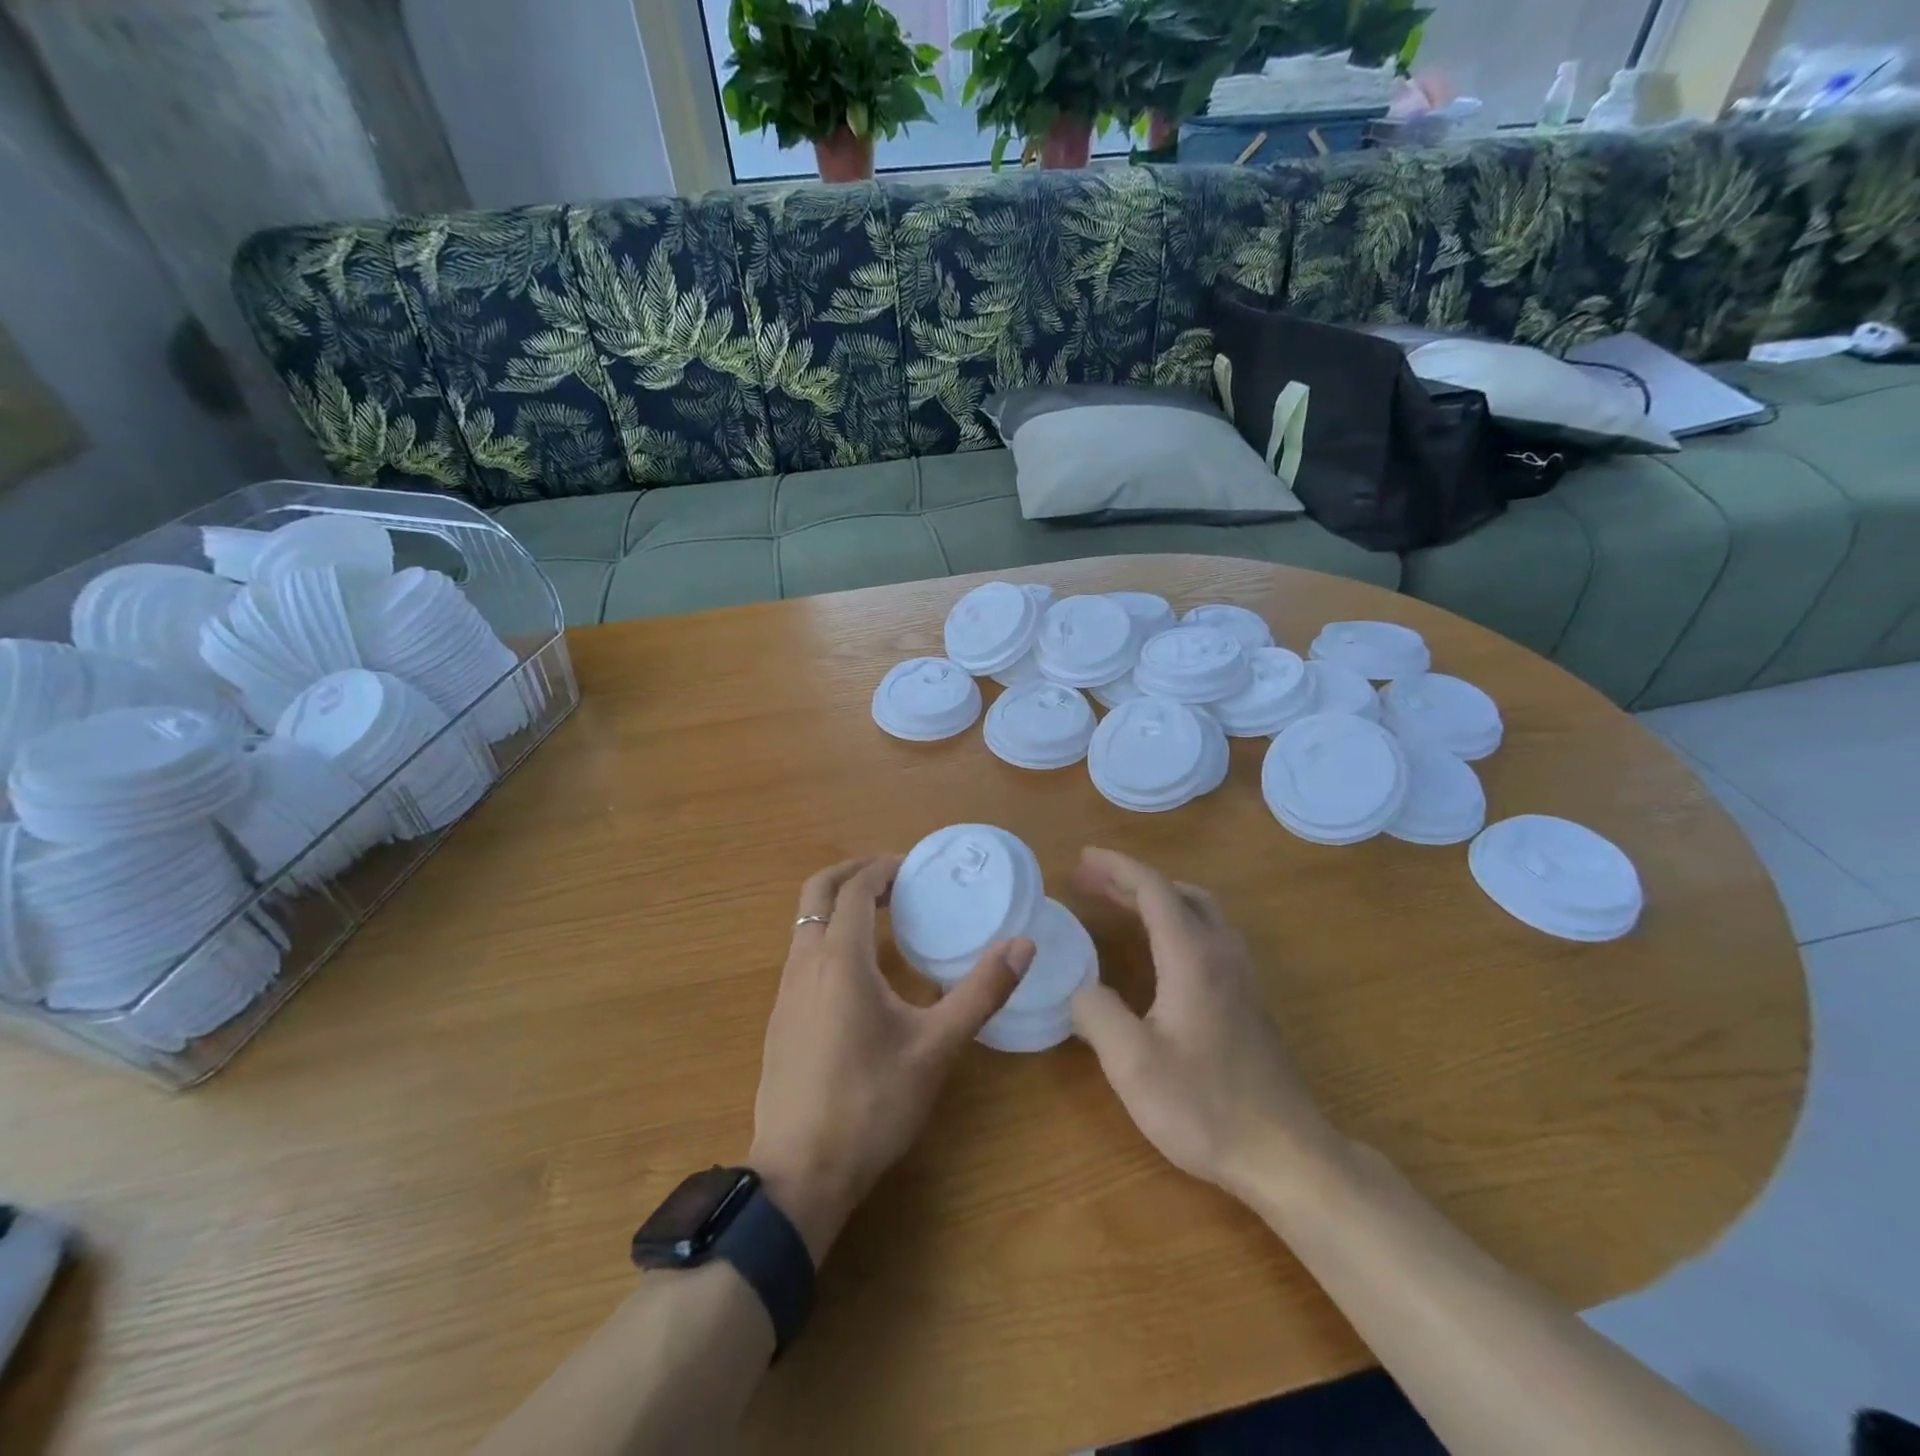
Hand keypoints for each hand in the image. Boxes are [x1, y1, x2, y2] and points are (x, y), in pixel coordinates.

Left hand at [749, 856, 1034, 1263]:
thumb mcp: (936, 1048)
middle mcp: (805, 963)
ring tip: (882, 917)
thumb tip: (1023, 945)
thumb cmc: (871, 1104)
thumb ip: (980, 993)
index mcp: (840, 959)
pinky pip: (802, 952)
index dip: (883, 869)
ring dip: (839, 905)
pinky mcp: (780, 1018)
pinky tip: (859, 972)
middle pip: (818, 891)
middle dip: (853, 873)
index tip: (914, 867)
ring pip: (805, 922)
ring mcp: (786, 991)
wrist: (799, 1173)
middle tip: (894, 879)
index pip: (855, 889)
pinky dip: (828, 935)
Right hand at [1069, 848, 1336, 1198]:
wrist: (1286, 1154)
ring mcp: (1242, 977)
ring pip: (1200, 912)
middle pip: (1178, 893)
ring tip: (1120, 904)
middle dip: (1131, 879)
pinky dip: (1176, 921)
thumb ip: (1096, 1015)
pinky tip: (1160, 950)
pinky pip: (1210, 935)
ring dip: (1158, 898)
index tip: (1081, 859)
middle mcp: (1222, 954)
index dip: (1116, 868)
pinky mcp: (1249, 1000)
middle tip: (1089, 880)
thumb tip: (1081, 989)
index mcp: (1193, 958)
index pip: (1153, 889)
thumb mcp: (1133, 1064)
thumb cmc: (1205, 1106)